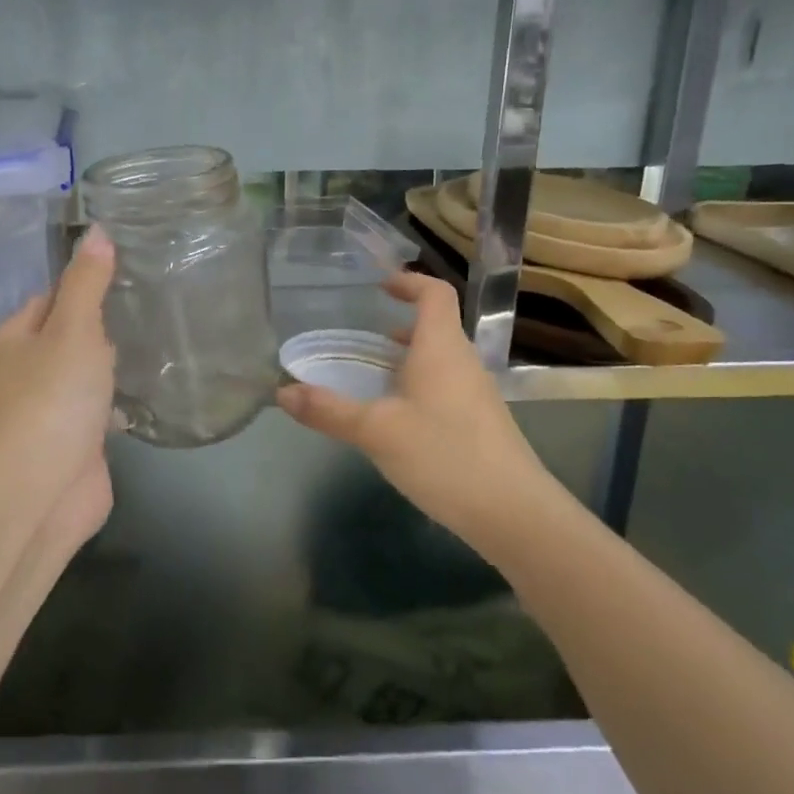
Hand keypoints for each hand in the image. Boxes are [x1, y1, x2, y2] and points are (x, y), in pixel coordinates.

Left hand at [0, 225, 117, 542]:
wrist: (42, 490)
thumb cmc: (52, 399)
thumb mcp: (73, 330)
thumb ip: (87, 283)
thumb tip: (96, 231)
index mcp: (7, 343)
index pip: (46, 300)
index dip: (82, 288)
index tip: (123, 278)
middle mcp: (18, 376)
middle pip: (63, 337)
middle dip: (99, 329)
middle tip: (145, 310)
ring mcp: (43, 413)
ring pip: (80, 376)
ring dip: (107, 367)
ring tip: (152, 345)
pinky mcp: (68, 444)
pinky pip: (92, 411)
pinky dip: (113, 402)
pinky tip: (143, 393)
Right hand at [276, 272, 553, 543]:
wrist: (511, 511)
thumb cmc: (443, 455)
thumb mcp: (376, 431)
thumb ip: (328, 410)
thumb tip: (282, 392)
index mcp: (441, 348)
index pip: (435, 293)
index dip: (409, 282)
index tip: (380, 287)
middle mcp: (463, 362)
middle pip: (436, 327)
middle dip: (399, 326)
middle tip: (361, 338)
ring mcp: (476, 393)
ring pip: (440, 360)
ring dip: (408, 359)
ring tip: (372, 377)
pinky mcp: (480, 423)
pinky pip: (445, 388)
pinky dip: (418, 387)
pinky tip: (397, 419)